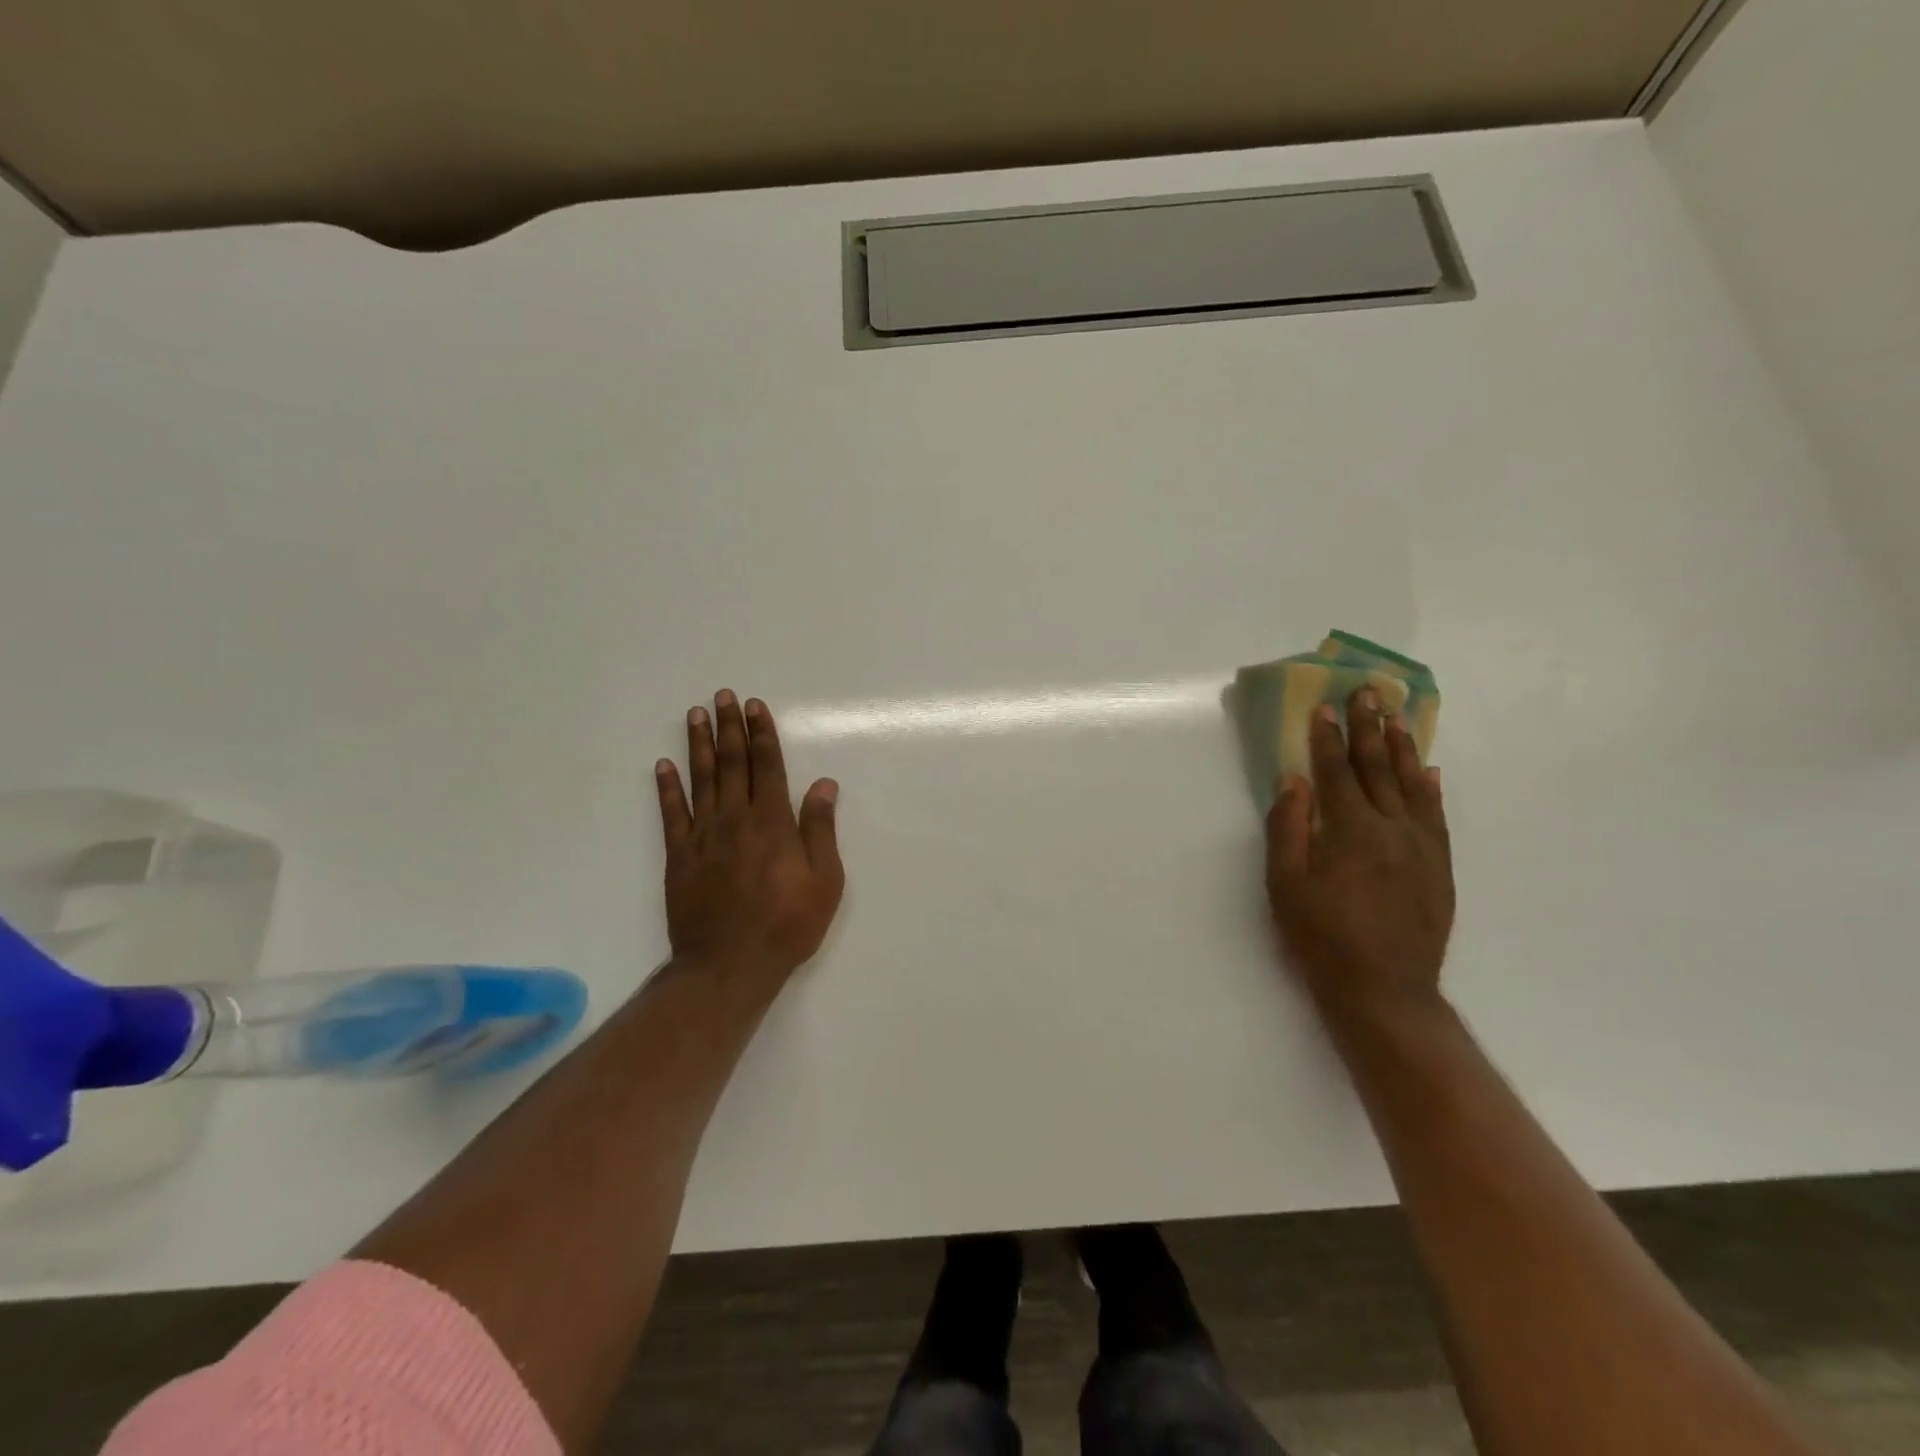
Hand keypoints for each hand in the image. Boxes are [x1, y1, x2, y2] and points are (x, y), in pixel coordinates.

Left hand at [655, 691, 844, 985]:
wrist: (730, 964)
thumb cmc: (787, 924)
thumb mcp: (824, 880)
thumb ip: (820, 829)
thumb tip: (823, 784)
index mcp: (773, 823)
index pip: (768, 767)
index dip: (762, 734)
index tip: (754, 707)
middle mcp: (736, 819)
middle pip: (733, 764)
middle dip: (729, 728)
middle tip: (722, 696)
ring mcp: (703, 836)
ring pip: (701, 780)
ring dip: (699, 745)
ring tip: (695, 715)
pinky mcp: (679, 856)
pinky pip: (671, 814)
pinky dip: (667, 788)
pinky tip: (664, 765)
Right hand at [1265, 687, 1454, 1024]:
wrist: (1384, 989)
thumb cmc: (1321, 936)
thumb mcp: (1286, 885)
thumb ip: (1288, 828)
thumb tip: (1293, 781)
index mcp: (1351, 831)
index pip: (1337, 772)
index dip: (1327, 739)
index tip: (1324, 707)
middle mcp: (1392, 829)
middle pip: (1378, 768)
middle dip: (1370, 728)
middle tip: (1368, 692)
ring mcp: (1422, 847)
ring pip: (1414, 785)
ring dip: (1403, 747)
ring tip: (1397, 716)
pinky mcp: (1440, 867)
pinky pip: (1437, 815)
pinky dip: (1431, 788)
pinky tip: (1430, 771)